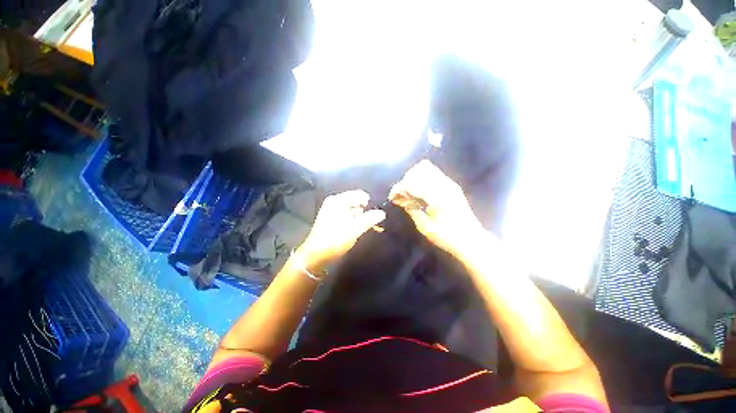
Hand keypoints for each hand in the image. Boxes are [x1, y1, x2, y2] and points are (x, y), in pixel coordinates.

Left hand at [296, 190, 385, 271]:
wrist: (315, 256)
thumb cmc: (334, 241)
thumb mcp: (354, 230)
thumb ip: (369, 220)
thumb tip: (382, 213)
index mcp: (338, 201)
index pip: (359, 195)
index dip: (369, 203)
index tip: (375, 215)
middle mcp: (334, 202)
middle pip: (355, 201)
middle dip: (364, 211)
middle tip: (370, 223)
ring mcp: (331, 210)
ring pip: (352, 209)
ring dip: (359, 217)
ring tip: (362, 228)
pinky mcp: (331, 219)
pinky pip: (347, 215)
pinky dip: (353, 220)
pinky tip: (355, 230)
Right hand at [389, 160, 485, 255]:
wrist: (471, 240)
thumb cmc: (448, 237)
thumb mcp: (425, 227)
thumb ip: (412, 210)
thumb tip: (402, 200)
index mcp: (437, 197)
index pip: (412, 182)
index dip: (399, 188)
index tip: (392, 197)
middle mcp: (444, 185)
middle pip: (419, 170)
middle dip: (406, 180)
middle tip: (402, 195)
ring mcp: (450, 184)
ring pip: (427, 168)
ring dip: (414, 177)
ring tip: (410, 192)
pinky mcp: (452, 186)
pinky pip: (433, 173)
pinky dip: (422, 178)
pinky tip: (420, 191)